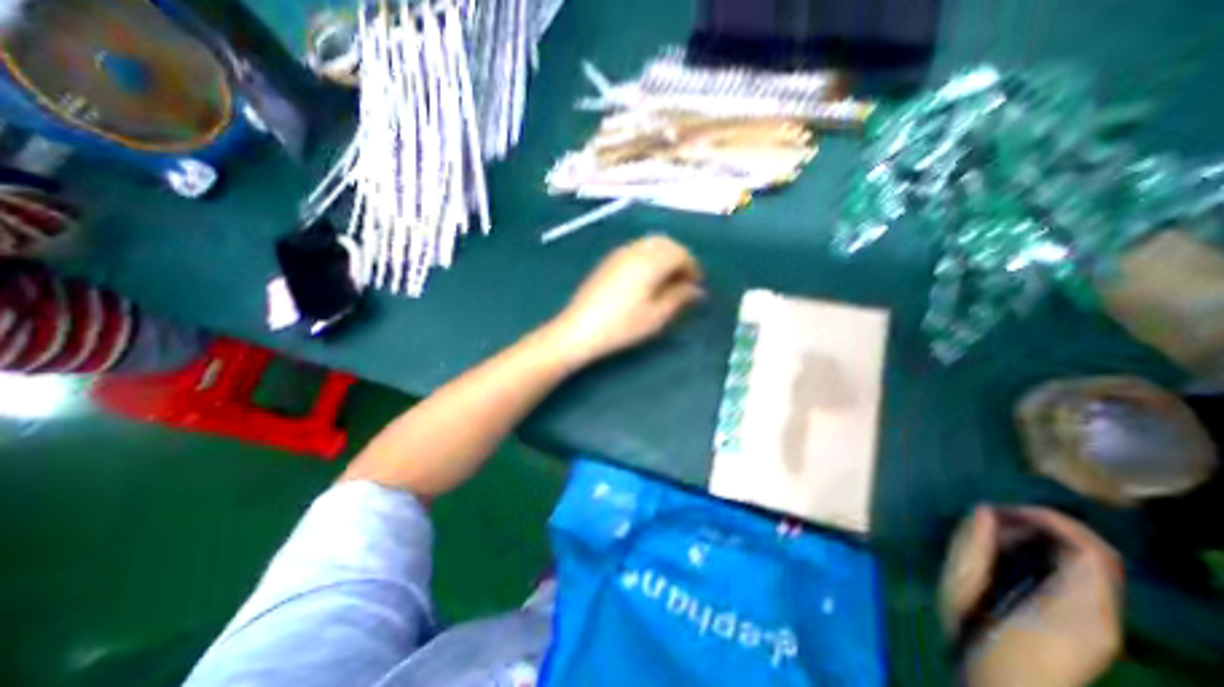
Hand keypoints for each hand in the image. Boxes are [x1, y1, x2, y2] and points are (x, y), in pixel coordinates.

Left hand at [547, 239, 704, 372]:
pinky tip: (646, 279)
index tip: (697, 286)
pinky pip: (636, 251)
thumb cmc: (623, 325)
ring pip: (650, 245)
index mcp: (651, 260)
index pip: (680, 253)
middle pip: (665, 243)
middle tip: (684, 282)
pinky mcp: (608, 262)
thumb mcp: (657, 315)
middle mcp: (635, 250)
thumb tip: (696, 289)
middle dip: (679, 258)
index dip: (693, 268)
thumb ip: (680, 297)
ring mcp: (619, 254)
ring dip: (664, 257)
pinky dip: (648, 259)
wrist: (580, 329)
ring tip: (667, 282)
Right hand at [940, 504, 1122, 686]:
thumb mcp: (961, 589)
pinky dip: (1048, 556)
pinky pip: (1080, 578)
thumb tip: (982, 509)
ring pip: (1090, 565)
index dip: (1050, 520)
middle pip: (1096, 555)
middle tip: (997, 517)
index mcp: (1076, 608)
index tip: (1004, 510)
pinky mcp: (1087, 625)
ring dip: (1046, 539)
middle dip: (1046, 525)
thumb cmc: (976, 638)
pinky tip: (1010, 553)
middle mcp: (1100, 615)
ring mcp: (1098, 622)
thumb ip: (971, 548)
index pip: (1090, 551)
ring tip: (998, 532)